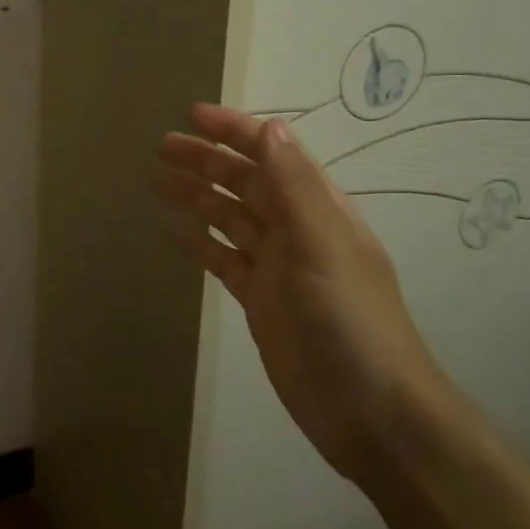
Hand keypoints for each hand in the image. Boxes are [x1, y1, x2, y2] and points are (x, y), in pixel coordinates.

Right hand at [155, 103, 452, 483]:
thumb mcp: (323, 245)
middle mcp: (297, 230)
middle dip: (207, 160)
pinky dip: (201, 242)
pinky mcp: (260, 301)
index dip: (235, 131)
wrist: (372, 413)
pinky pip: (224, 259)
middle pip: (245, 183)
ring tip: (157, 181)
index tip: (193, 115)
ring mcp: (277, 267)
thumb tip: (269, 127)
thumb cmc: (350, 320)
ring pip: (230, 218)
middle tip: (162, 146)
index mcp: (318, 209)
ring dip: (197, 197)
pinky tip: (176, 231)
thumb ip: (295, 186)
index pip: (273, 154)